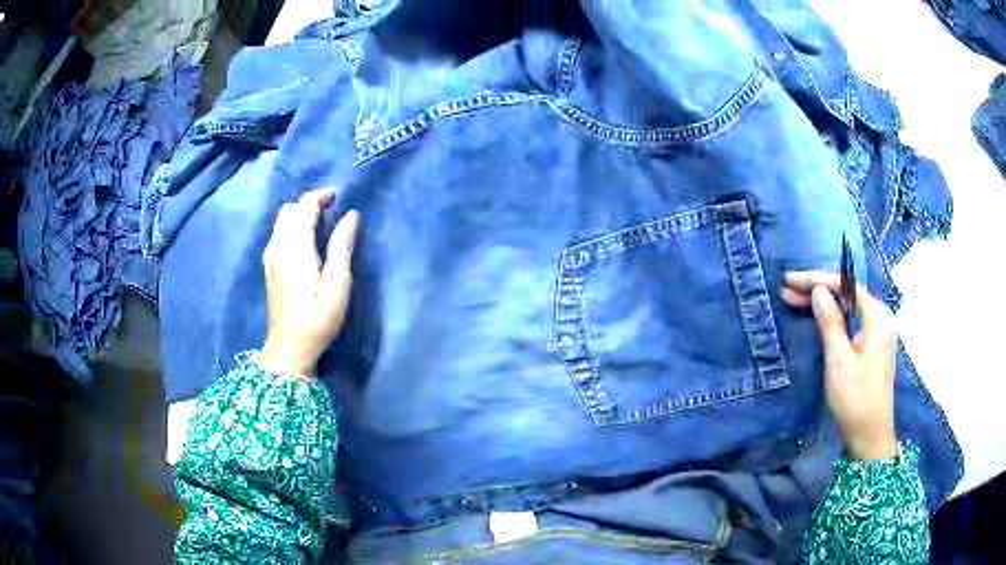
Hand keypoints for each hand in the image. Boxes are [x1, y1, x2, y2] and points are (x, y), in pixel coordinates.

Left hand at [258, 188, 359, 378]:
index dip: (320, 196)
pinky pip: (277, 235)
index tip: (338, 196)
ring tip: (318, 223)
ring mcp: (270, 258)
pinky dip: (290, 228)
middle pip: (289, 210)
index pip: (304, 207)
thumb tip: (350, 215)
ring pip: (281, 222)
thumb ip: (342, 246)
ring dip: (298, 215)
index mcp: (296, 247)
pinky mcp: (269, 268)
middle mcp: (279, 246)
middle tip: (329, 209)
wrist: (289, 348)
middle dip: (308, 203)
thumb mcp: (337, 284)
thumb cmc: (318, 318)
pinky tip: (303, 242)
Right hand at [781, 271, 898, 460]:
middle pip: (847, 294)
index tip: (790, 280)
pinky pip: (850, 322)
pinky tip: (817, 317)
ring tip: (795, 300)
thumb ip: (830, 321)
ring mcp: (877, 333)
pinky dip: (832, 318)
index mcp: (876, 316)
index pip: (845, 285)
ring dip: (823, 303)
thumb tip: (819, 291)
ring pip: (847, 308)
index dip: (817, 279)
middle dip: (818, 290)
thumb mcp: (839, 359)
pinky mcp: (871, 348)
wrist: (869, 436)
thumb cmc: (855, 398)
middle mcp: (879, 318)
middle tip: (787, 290)